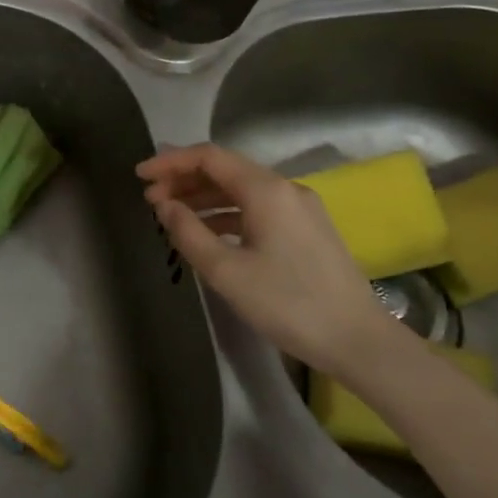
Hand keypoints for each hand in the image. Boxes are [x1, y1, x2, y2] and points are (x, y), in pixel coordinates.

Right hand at [138, 143, 395, 377]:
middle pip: (225, 170)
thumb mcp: (227, 271)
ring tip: (171, 215)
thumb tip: (165, 205)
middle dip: (184, 180)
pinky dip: (227, 214)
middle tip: (150, 200)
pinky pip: (257, 208)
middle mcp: (284, 188)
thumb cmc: (287, 303)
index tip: (139, 176)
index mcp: (265, 190)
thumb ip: (189, 232)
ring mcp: (299, 208)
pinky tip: (208, 233)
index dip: (170, 161)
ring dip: (204, 197)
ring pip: (241, 190)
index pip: (209, 157)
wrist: (358, 340)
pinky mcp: (307, 229)